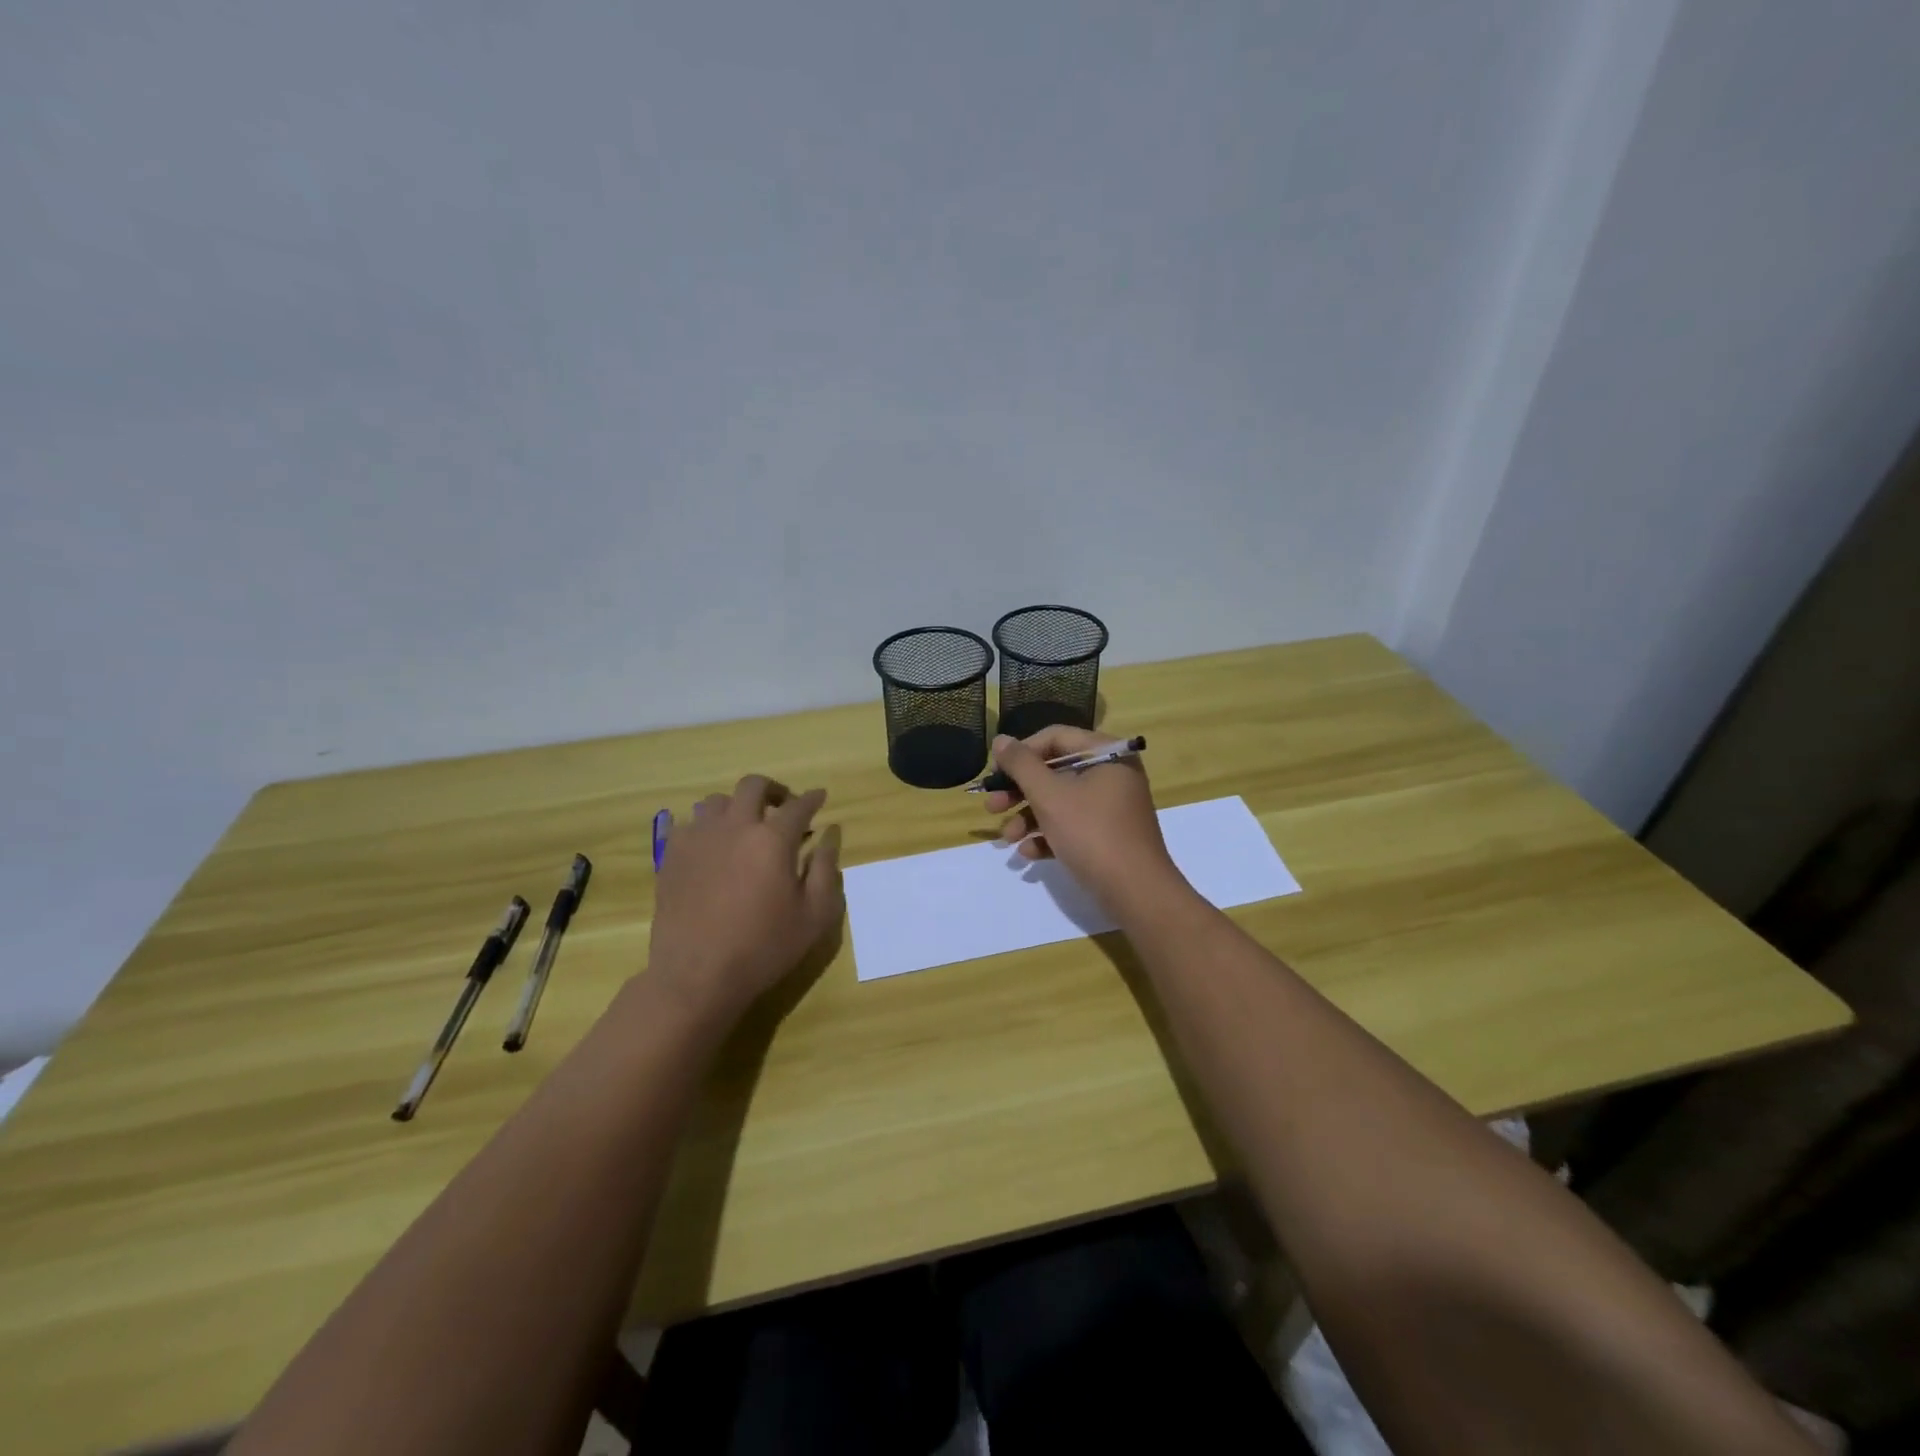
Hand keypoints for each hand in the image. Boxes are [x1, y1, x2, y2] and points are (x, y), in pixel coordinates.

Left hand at [649, 775, 843, 1022]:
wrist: (697, 976)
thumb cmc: (764, 948)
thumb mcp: (814, 916)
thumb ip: (825, 870)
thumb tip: (828, 838)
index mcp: (773, 839)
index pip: (799, 805)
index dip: (813, 799)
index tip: (820, 797)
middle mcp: (734, 827)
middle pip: (753, 786)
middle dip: (774, 790)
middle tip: (783, 806)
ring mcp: (698, 839)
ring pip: (716, 801)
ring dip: (736, 807)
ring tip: (744, 827)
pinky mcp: (671, 856)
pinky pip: (688, 825)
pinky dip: (705, 827)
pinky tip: (711, 846)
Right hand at [984, 728, 1183, 911]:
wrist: (1136, 892)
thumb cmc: (1091, 833)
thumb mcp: (1049, 796)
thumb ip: (1021, 765)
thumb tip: (1000, 740)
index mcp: (1106, 753)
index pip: (1055, 738)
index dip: (1021, 753)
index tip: (995, 773)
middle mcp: (1112, 774)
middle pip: (1055, 772)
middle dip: (1019, 791)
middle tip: (992, 806)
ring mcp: (1112, 807)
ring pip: (1060, 802)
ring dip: (1029, 817)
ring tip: (1008, 838)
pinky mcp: (1109, 836)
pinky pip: (1072, 826)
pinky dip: (1049, 836)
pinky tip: (1028, 853)